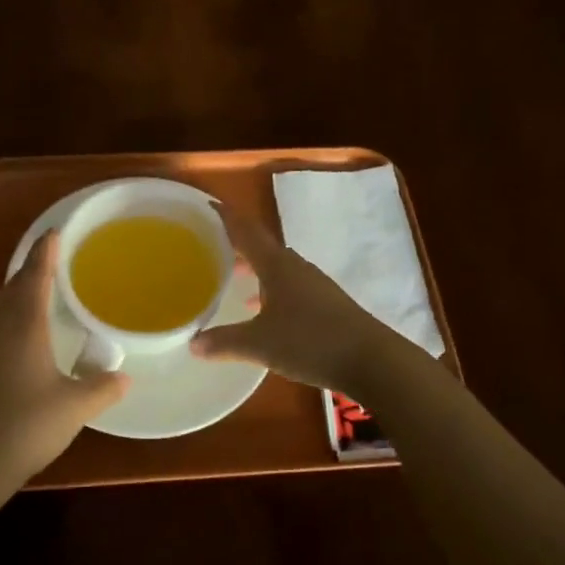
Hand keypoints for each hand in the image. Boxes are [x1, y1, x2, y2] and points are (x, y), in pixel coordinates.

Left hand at [0, 231, 129, 492]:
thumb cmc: (26, 425)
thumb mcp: (75, 406)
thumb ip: (102, 387)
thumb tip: (125, 377)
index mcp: (23, 323)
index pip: (35, 274)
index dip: (46, 251)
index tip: (56, 232)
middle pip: (13, 285)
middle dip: (32, 270)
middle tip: (56, 264)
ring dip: (16, 293)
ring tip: (38, 295)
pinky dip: (6, 315)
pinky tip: (19, 335)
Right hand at [191, 200, 409, 396]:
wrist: (372, 360)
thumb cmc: (311, 342)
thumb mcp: (259, 344)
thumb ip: (224, 341)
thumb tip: (192, 343)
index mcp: (277, 265)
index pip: (247, 232)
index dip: (227, 217)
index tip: (208, 204)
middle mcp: (296, 267)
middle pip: (262, 247)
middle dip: (238, 243)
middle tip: (212, 244)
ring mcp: (315, 285)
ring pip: (277, 267)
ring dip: (255, 268)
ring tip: (234, 276)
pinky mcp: (327, 304)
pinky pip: (290, 286)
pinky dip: (271, 290)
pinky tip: (263, 311)